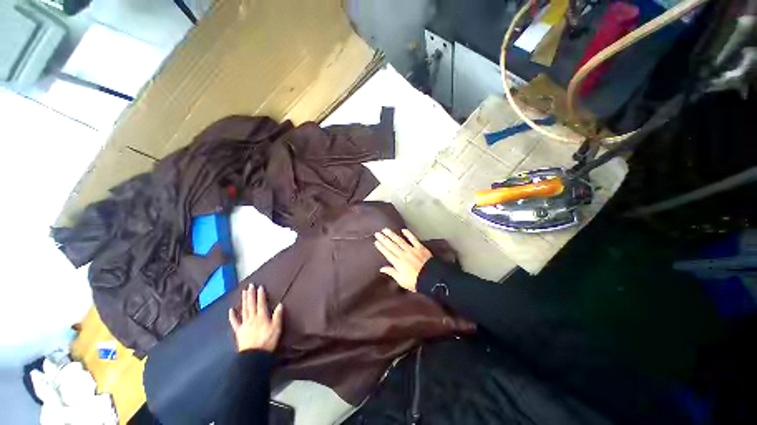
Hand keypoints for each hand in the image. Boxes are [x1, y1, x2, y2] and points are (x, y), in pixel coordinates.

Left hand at [228, 284, 283, 352]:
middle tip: (250, 286)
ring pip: (244, 310)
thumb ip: (278, 316)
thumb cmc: (268, 341)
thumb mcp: (277, 328)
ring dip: (244, 300)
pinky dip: (232, 316)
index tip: (260, 286)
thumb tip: (280, 304)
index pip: (261, 303)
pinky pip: (235, 322)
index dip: (261, 295)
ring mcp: (244, 324)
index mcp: (262, 317)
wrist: (254, 356)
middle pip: (251, 304)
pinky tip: (231, 310)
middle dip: (251, 294)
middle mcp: (252, 318)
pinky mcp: (239, 331)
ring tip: (243, 292)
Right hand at [374, 228, 431, 291]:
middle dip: (383, 239)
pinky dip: (408, 234)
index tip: (376, 241)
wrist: (431, 279)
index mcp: (398, 263)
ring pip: (399, 241)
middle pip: (391, 245)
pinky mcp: (420, 248)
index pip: (387, 253)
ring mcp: (411, 250)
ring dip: (392, 235)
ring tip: (386, 230)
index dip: (381, 247)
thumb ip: (391, 272)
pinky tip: (403, 230)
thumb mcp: (401, 280)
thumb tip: (382, 268)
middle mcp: (403, 254)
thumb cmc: (415, 282)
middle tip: (377, 233)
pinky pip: (413, 239)